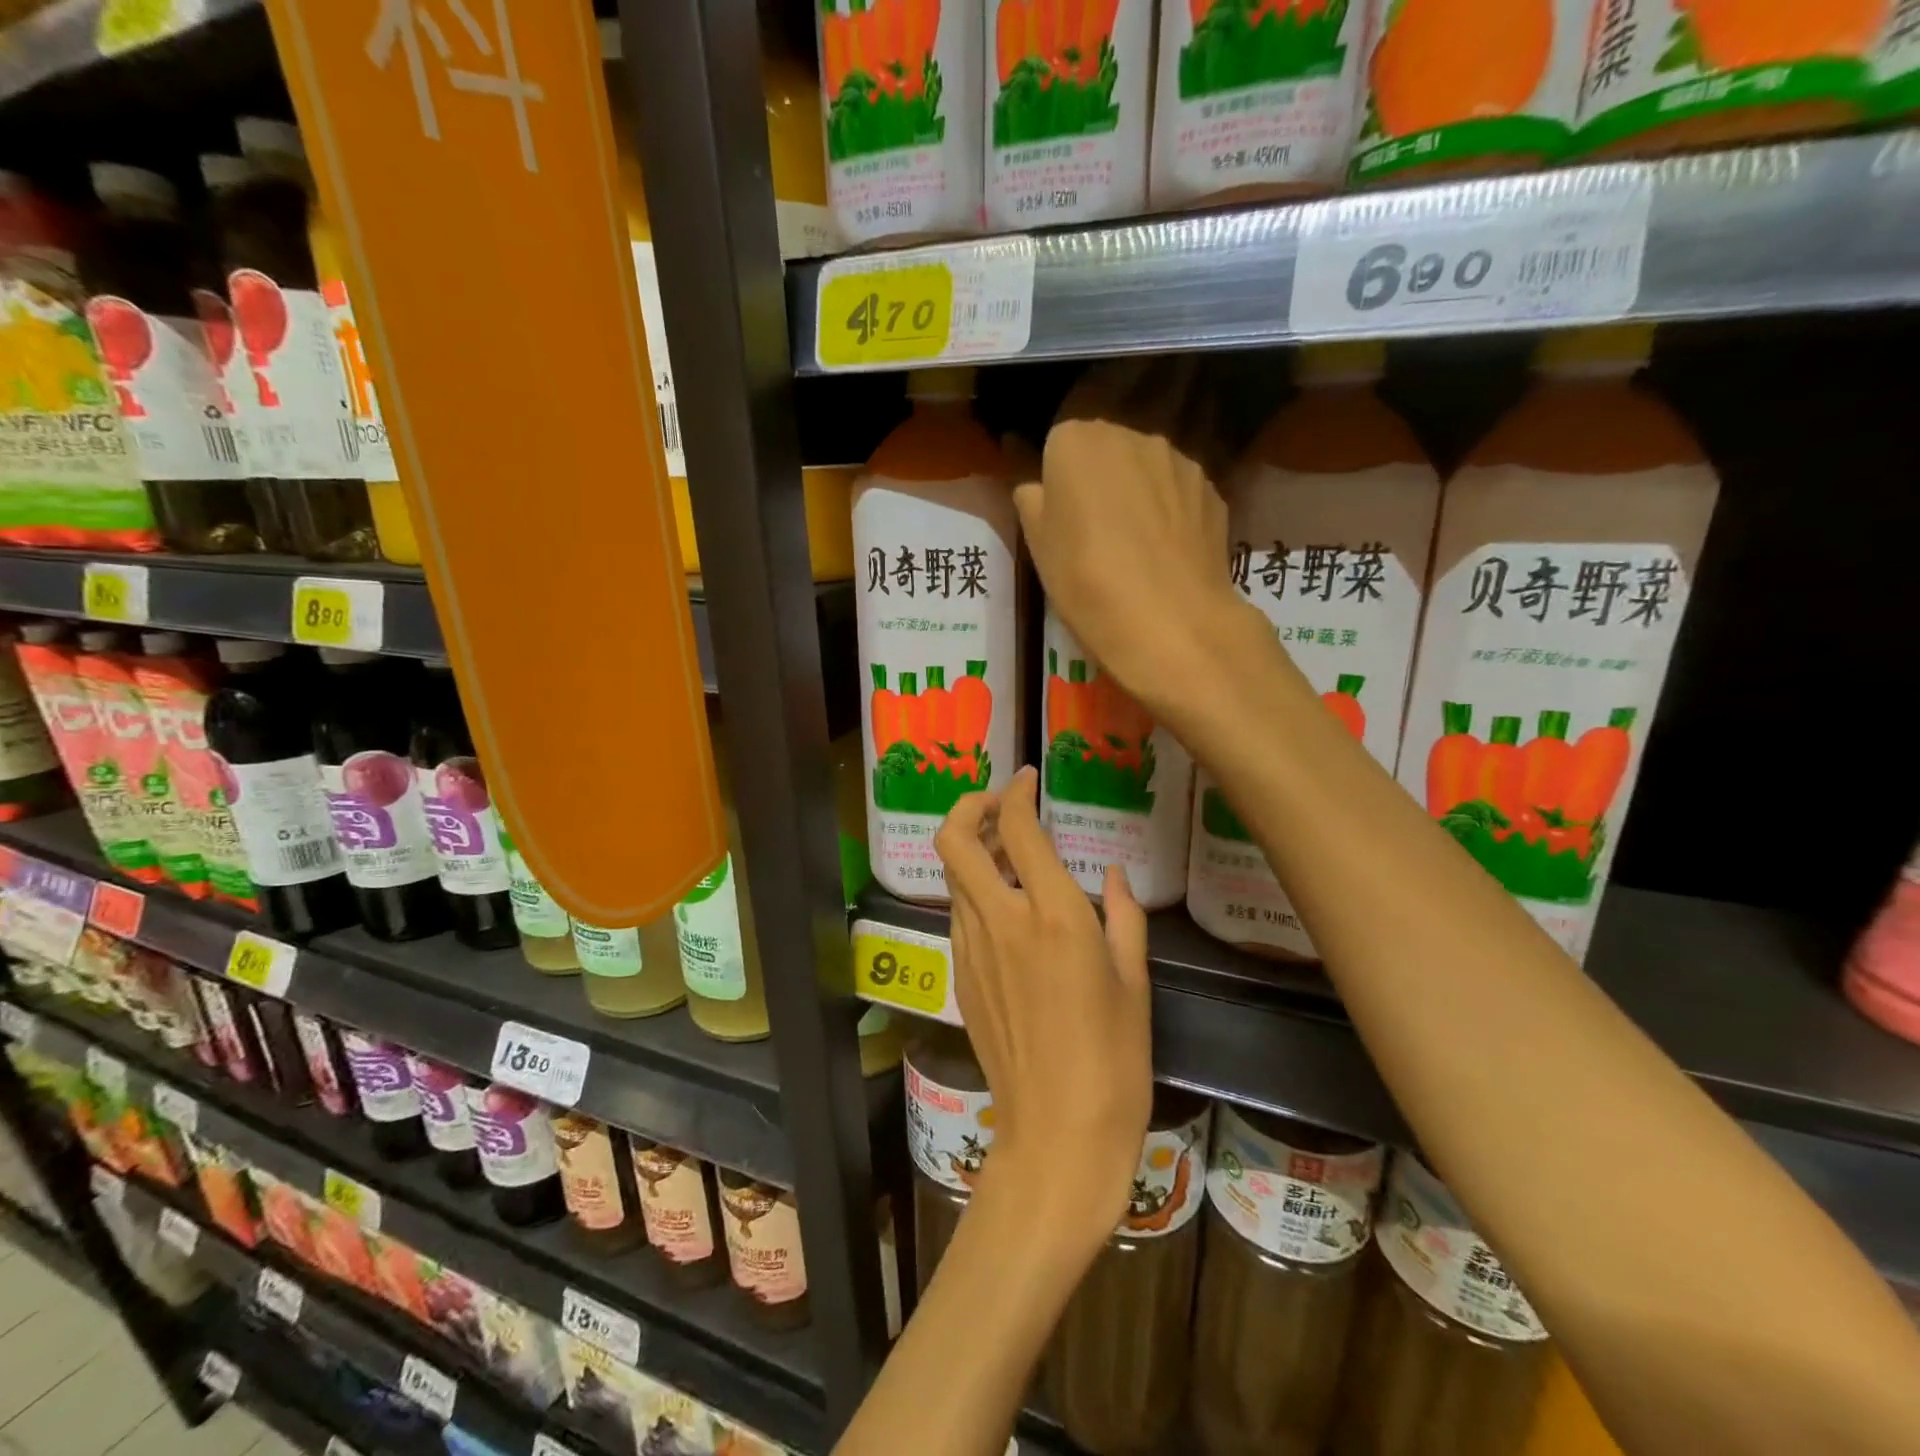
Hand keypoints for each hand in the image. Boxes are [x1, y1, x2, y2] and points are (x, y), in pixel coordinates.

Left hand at [935, 766, 1152, 1250]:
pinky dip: (972, 890)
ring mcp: (972, 949)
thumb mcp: (1134, 981)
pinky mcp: (960, 976)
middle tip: (997, 805)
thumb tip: (1114, 875)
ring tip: (1004, 850)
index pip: (1017, 828)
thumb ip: (1124, 915)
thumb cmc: (1114, 1060)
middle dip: (968, 806)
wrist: (1057, 1134)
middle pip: (955, 840)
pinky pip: (959, 914)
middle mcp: (1002, 921)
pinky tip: (1004, 907)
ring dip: (971, 850)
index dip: (1016, 792)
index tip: (1027, 779)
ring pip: (952, 875)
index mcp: (1054, 915)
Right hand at [1011, 359, 1259, 716]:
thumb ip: (1032, 500)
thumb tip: (1035, 482)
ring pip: (1148, 468)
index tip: (1062, 518)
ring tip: (1136, 547)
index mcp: (1078, 439)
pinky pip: (1180, 493)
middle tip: (1096, 532)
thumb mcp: (1038, 544)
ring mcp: (1180, 459)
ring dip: (1139, 493)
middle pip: (1108, 448)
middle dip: (1101, 478)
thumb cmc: (1086, 580)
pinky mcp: (1214, 490)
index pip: (1060, 444)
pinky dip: (1171, 513)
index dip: (1059, 481)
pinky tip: (1167, 553)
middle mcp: (1132, 433)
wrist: (1169, 620)